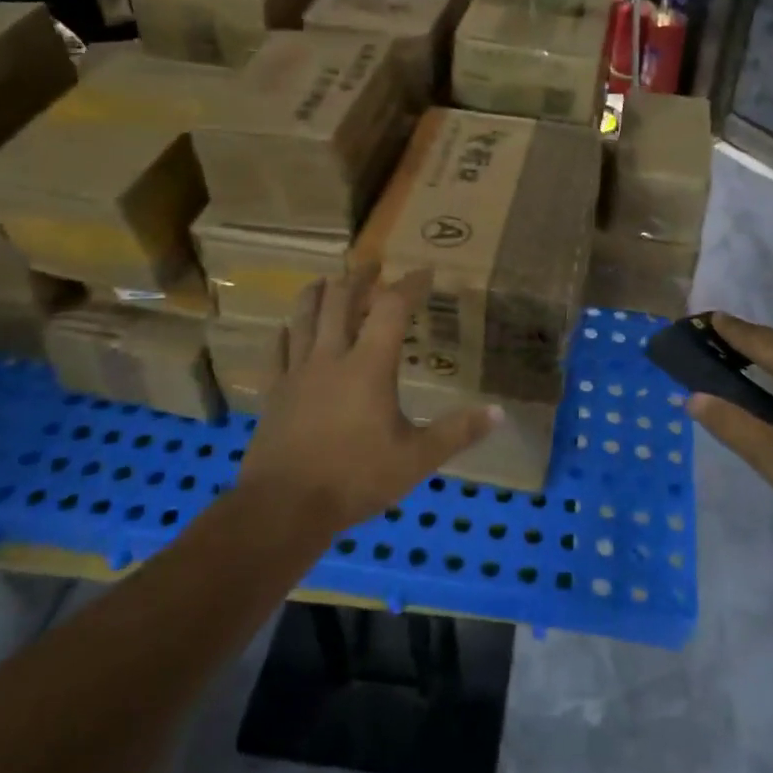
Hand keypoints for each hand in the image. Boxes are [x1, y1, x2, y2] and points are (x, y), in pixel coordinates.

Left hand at [236, 264, 499, 533]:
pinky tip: (287, 328)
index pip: (392, 309)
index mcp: (369, 366)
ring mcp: (297, 372)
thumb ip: (457, 432)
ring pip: (304, 317)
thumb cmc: (355, 478)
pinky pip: (277, 351)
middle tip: (372, 265)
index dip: (410, 285)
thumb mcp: (416, 459)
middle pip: (341, 300)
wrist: (283, 507)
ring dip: (317, 293)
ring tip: (327, 280)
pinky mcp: (274, 392)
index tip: (425, 271)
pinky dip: (285, 333)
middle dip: (359, 278)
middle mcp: (331, 357)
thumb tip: (499, 412)